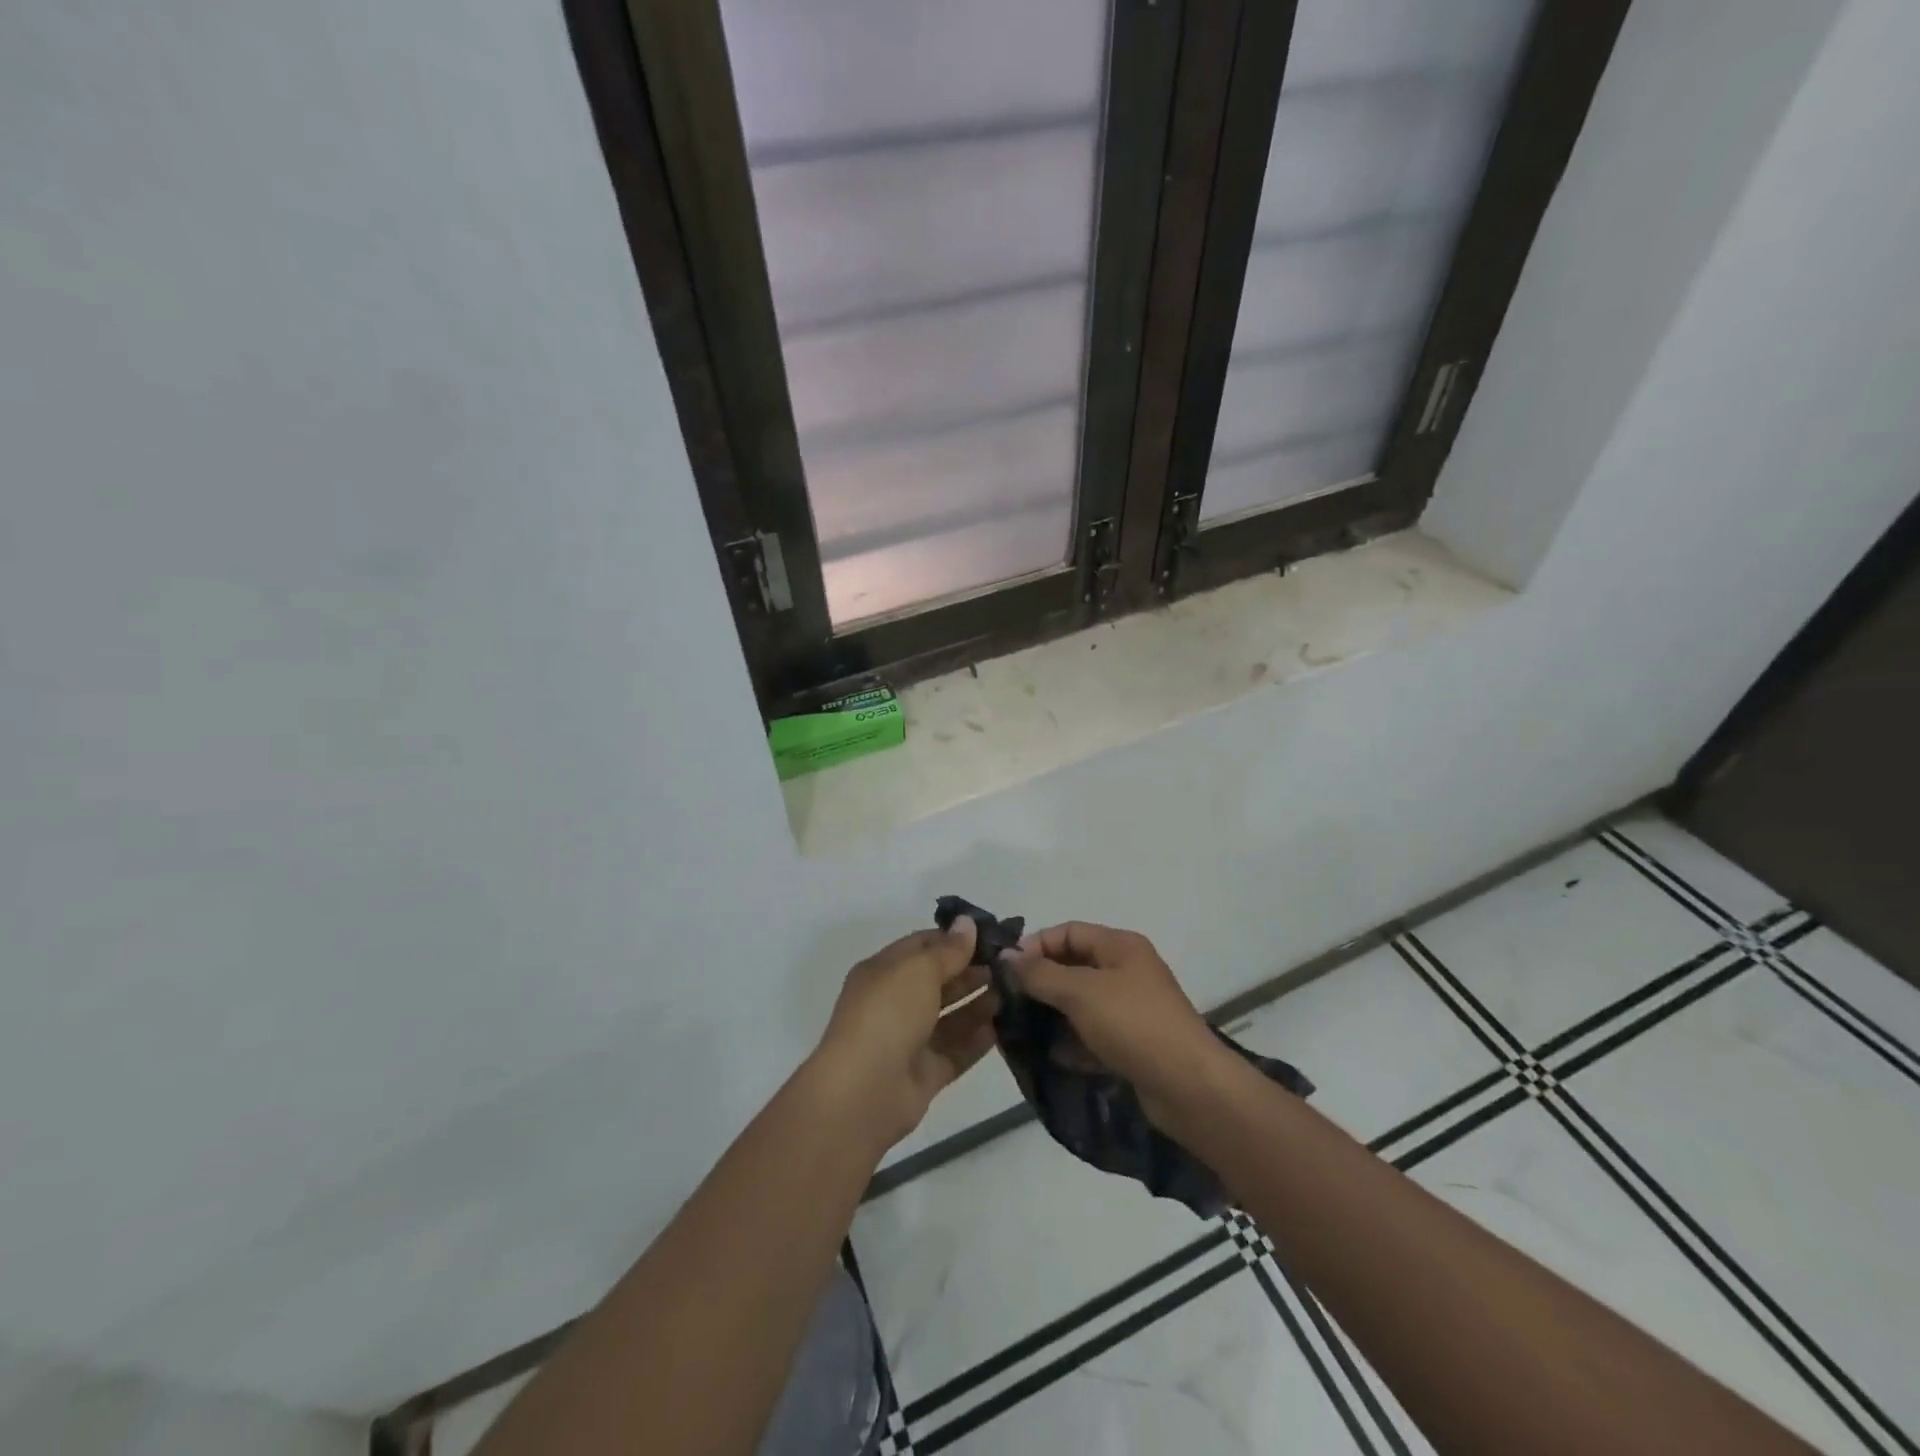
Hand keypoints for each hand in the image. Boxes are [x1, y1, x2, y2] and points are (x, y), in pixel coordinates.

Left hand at [810, 919, 999, 1150]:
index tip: (992, 937)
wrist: (864, 1091)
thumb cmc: (888, 1014)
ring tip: (1015, 992)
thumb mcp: (918, 970)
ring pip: (950, 1017)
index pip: (922, 946)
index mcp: (883, 972)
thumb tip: (968, 923)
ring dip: (980, 1004)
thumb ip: (948, 949)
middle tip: (1011, 967)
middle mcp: (894, 1003)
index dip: (954, 939)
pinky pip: (956, 1051)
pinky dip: (979, 1040)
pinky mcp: (925, 1074)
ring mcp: (909, 1040)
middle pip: (938, 982)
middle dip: (972, 972)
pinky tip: (1005, 1027)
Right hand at [1002, 922, 1226, 1123]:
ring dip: (1053, 1012)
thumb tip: (1006, 956)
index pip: (1069, 931)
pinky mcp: (1133, 1043)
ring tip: (1022, 1028)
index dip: (1036, 945)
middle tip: (1009, 1001)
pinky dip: (1072, 1040)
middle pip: (1074, 965)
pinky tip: (1051, 1054)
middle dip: (1041, 980)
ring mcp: (1132, 1008)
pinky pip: (1093, 1033)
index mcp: (1121, 946)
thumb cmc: (1133, 1024)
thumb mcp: (1080, 992)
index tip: (1006, 969)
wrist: (1189, 1087)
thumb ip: (1040, 973)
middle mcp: (1127, 970)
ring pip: (1081, 1002)